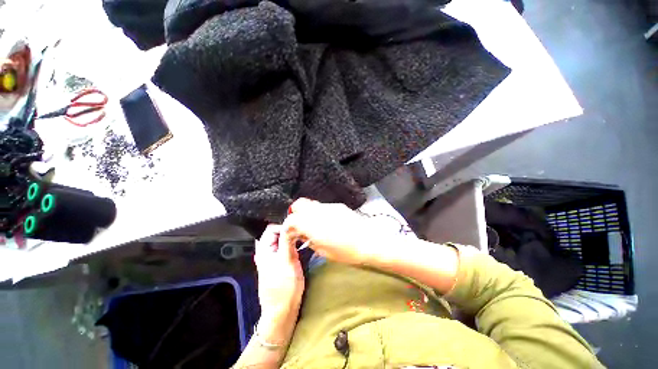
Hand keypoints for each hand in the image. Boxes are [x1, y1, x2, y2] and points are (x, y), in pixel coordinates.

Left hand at [255, 224, 304, 320]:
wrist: (282, 310)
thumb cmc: (284, 286)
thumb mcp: (287, 261)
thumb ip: (287, 241)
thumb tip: (289, 224)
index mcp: (264, 250)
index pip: (271, 228)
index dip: (284, 226)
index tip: (296, 229)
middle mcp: (265, 252)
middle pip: (276, 233)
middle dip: (288, 232)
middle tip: (300, 235)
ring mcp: (272, 258)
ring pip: (281, 241)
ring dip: (290, 239)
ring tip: (301, 241)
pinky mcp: (278, 263)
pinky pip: (284, 248)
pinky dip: (291, 245)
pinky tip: (298, 249)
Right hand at [281, 198, 392, 265]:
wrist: (368, 241)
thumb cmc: (345, 251)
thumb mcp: (323, 251)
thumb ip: (308, 240)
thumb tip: (301, 235)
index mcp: (312, 224)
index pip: (291, 219)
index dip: (288, 226)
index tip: (292, 234)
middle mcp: (318, 211)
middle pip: (299, 204)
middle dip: (296, 214)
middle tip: (300, 226)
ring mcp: (328, 206)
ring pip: (311, 204)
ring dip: (308, 212)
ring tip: (313, 224)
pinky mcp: (337, 205)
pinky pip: (322, 206)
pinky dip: (319, 212)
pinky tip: (326, 222)